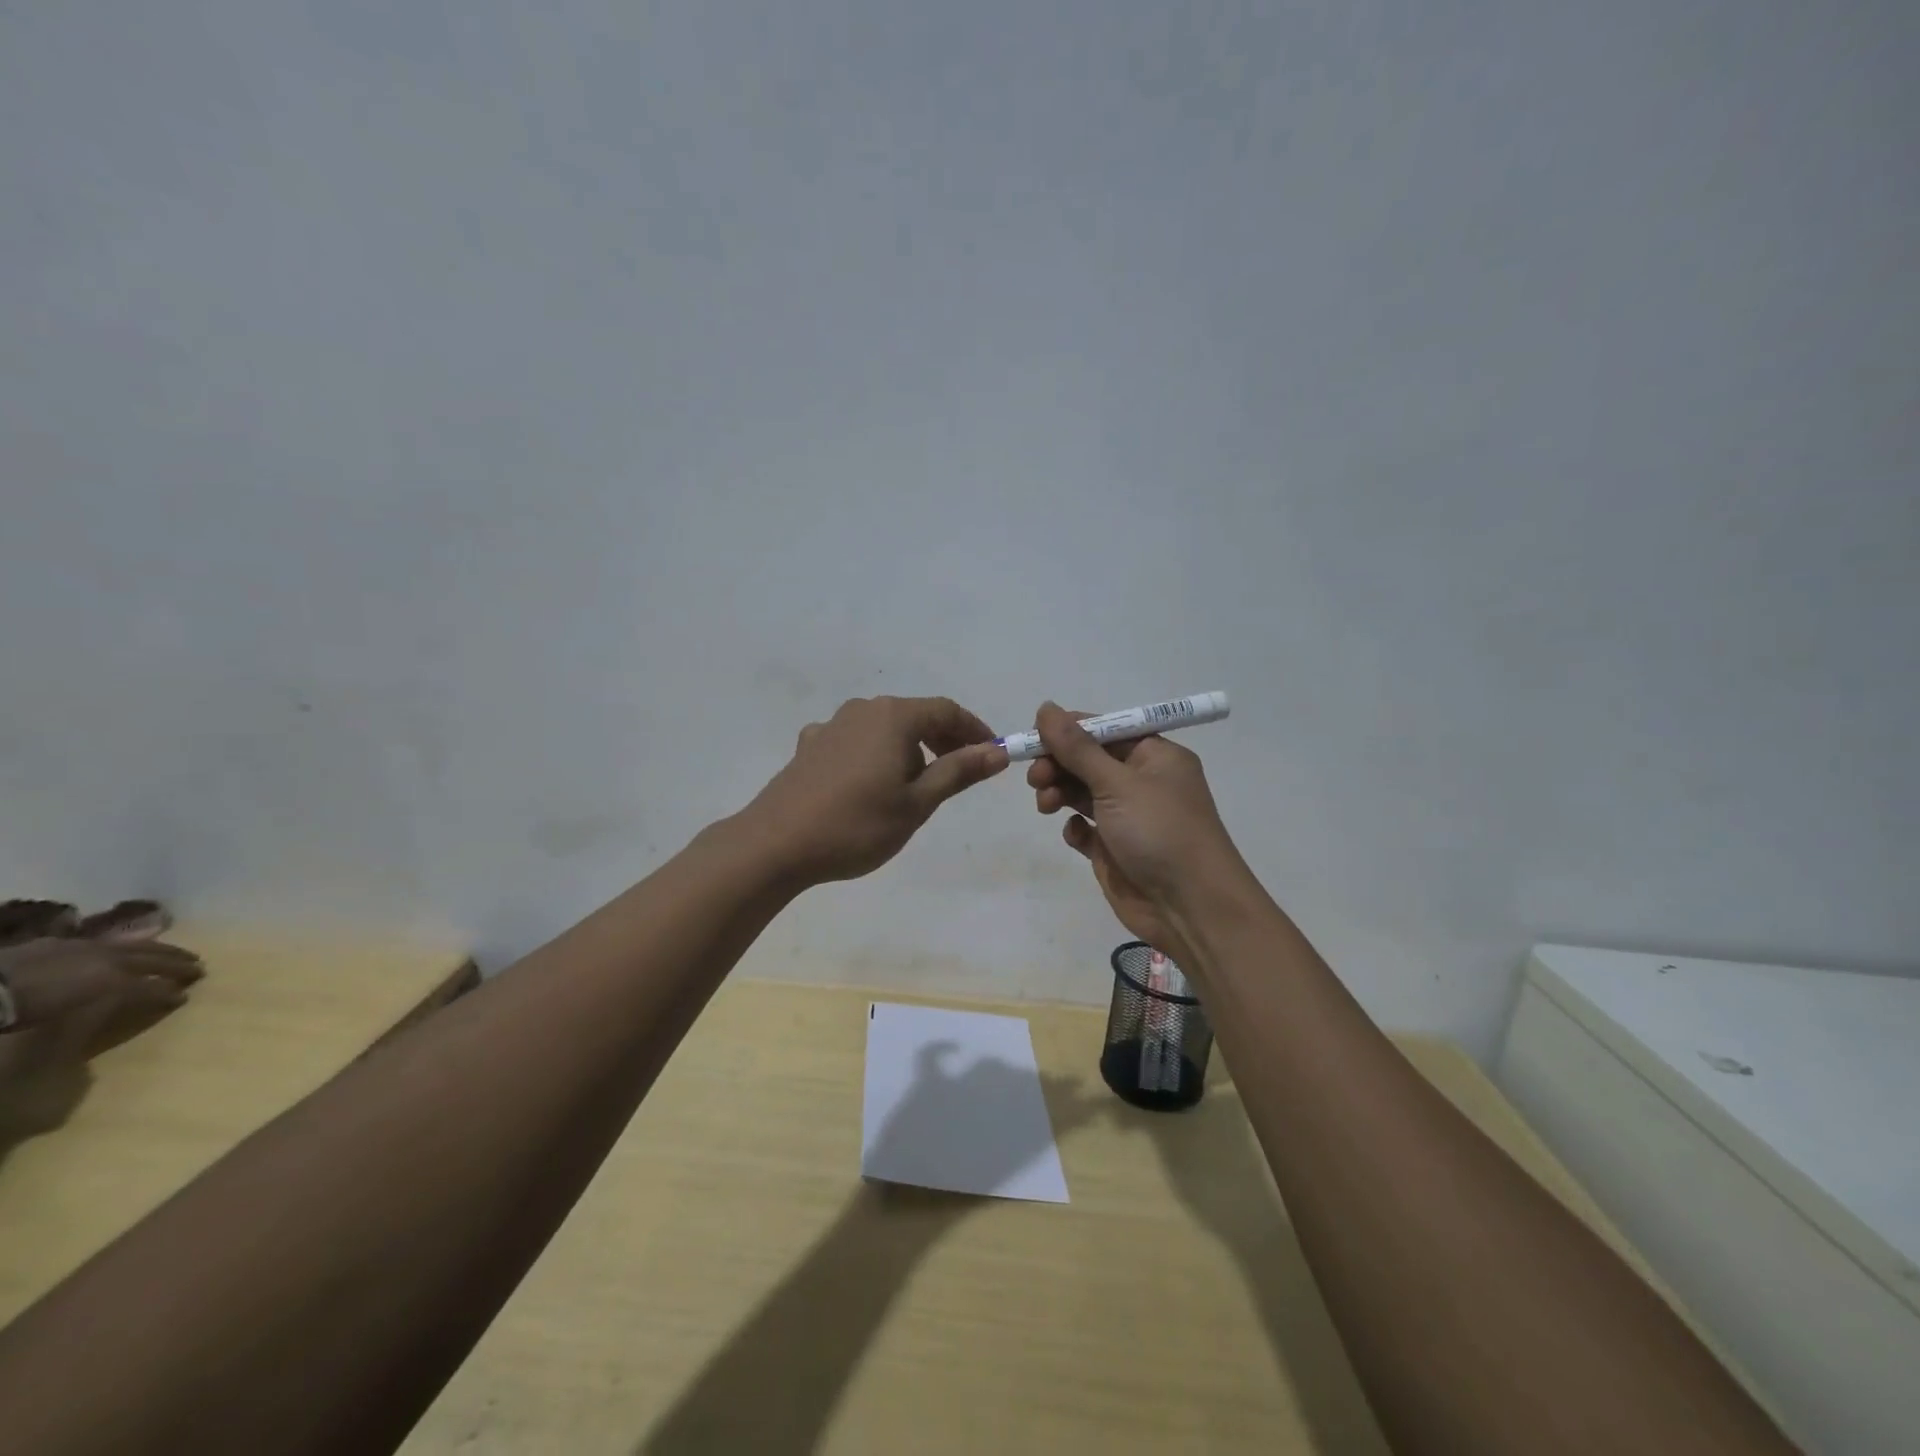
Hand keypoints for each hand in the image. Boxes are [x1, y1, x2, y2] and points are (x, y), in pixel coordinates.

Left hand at [0, 936, 203, 1039]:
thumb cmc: (35, 1005)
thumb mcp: (80, 1008)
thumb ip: (122, 999)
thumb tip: (159, 997)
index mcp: (118, 972)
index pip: (153, 981)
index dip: (170, 988)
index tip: (187, 995)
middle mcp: (111, 954)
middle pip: (152, 956)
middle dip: (176, 962)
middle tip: (198, 965)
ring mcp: (85, 946)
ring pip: (132, 944)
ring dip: (155, 949)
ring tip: (169, 952)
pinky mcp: (60, 944)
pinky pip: (100, 943)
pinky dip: (118, 946)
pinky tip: (115, 950)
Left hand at [745, 696, 1008, 883]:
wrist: (776, 844)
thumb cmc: (857, 825)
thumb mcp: (917, 803)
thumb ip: (958, 772)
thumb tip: (997, 751)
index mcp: (893, 717)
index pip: (946, 711)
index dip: (974, 730)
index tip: (992, 755)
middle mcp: (862, 711)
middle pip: (914, 715)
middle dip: (943, 740)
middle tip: (962, 772)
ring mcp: (831, 726)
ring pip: (884, 729)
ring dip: (909, 749)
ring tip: (917, 785)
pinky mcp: (810, 747)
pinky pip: (855, 742)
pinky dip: (875, 755)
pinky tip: (869, 784)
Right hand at [1026, 702, 1251, 963]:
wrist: (1190, 908)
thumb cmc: (1159, 831)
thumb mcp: (1117, 783)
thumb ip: (1077, 747)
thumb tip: (1046, 707)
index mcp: (1155, 756)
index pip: (1105, 730)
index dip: (1069, 731)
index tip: (1035, 737)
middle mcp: (1142, 782)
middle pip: (1088, 760)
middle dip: (1058, 764)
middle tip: (1035, 778)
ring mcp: (1128, 817)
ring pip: (1082, 792)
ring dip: (1059, 792)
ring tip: (1045, 805)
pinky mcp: (1114, 850)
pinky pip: (1085, 828)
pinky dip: (1075, 827)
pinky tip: (1076, 835)